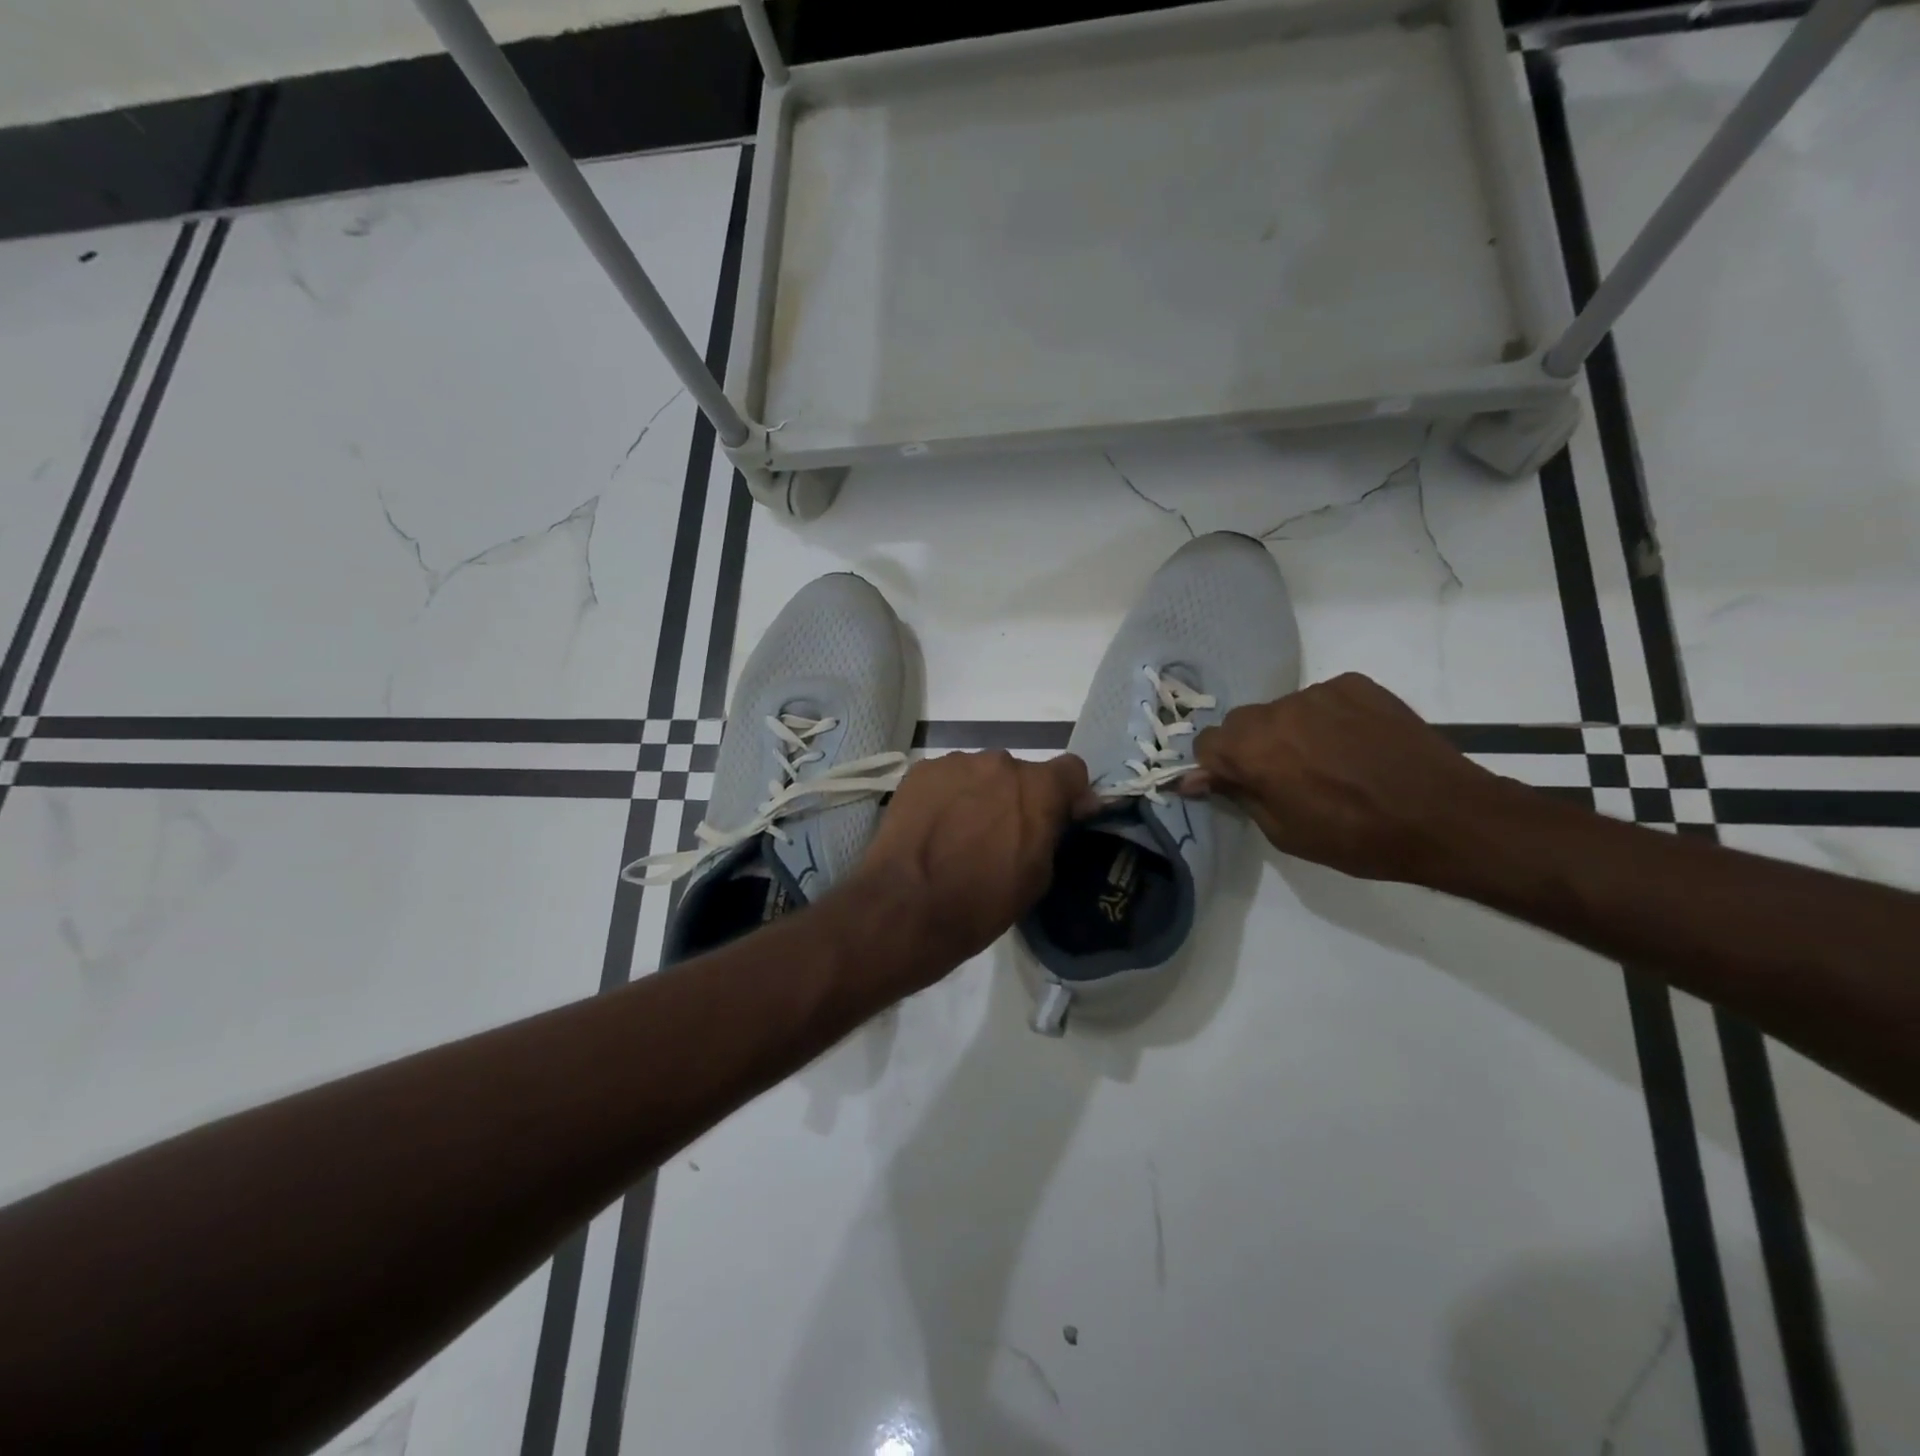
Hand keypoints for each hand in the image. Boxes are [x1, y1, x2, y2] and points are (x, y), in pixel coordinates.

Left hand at [853, 750, 1089, 972]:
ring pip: (979, 774)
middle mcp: (999, 762)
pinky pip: (945, 779)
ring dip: (979, 795)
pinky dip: (945, 797)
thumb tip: (1059, 814)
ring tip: (959, 833)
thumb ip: (1051, 833)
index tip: (1061, 817)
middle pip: (1019, 773)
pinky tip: (932, 828)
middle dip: (1016, 798)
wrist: (907, 907)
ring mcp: (955, 763)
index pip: (1071, 770)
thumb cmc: (981, 901)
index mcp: (1038, 788)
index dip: (1069, 793)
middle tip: (1000, 834)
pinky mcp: (920, 772)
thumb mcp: (1037, 877)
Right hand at [1188, 673, 1509, 883]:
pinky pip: (1321, 699)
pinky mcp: (1355, 684)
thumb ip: (1239, 795)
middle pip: (1242, 723)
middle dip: (1250, 748)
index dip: (1214, 766)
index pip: (1207, 743)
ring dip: (1289, 732)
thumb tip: (1199, 779)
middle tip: (1283, 777)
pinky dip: (1325, 719)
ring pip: (1283, 710)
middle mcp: (1278, 711)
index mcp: (1253, 749)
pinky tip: (1353, 745)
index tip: (1232, 785)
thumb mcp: (1284, 832)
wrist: (1445, 816)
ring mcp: (1319, 693)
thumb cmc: (1357, 837)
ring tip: (1327, 762)